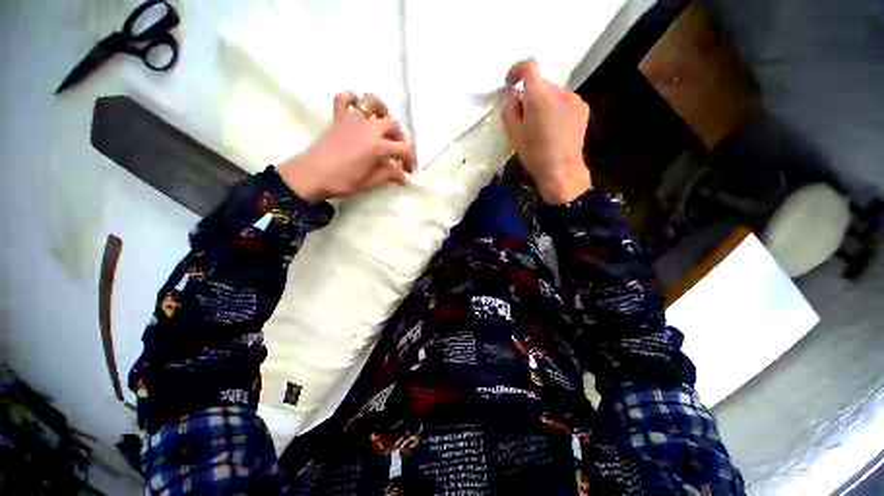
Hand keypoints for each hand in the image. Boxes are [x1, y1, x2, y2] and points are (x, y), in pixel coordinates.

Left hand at [277, 92, 415, 202]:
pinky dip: (352, 99)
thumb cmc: (343, 181)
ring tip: (382, 123)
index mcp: (378, 146)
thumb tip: (405, 178)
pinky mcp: (338, 117)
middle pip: (393, 124)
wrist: (311, 175)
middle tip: (397, 151)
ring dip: (381, 110)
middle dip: (400, 137)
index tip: (409, 171)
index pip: (403, 149)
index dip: (410, 160)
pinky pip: (344, 98)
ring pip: (371, 101)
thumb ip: (389, 175)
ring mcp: (352, 119)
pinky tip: (357, 110)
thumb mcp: (370, 182)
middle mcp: (368, 127)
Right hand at [502, 58, 591, 204]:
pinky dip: (556, 109)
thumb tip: (514, 94)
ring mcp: (574, 98)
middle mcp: (559, 90)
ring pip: (553, 94)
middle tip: (525, 118)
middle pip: (541, 83)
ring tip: (542, 128)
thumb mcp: (513, 133)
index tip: (511, 84)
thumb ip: (510, 108)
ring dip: (544, 103)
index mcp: (539, 95)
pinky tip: (555, 129)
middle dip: (530, 96)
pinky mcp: (583, 108)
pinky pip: (564, 102)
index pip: (529, 65)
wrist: (561, 170)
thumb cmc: (534, 154)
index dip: (517, 70)